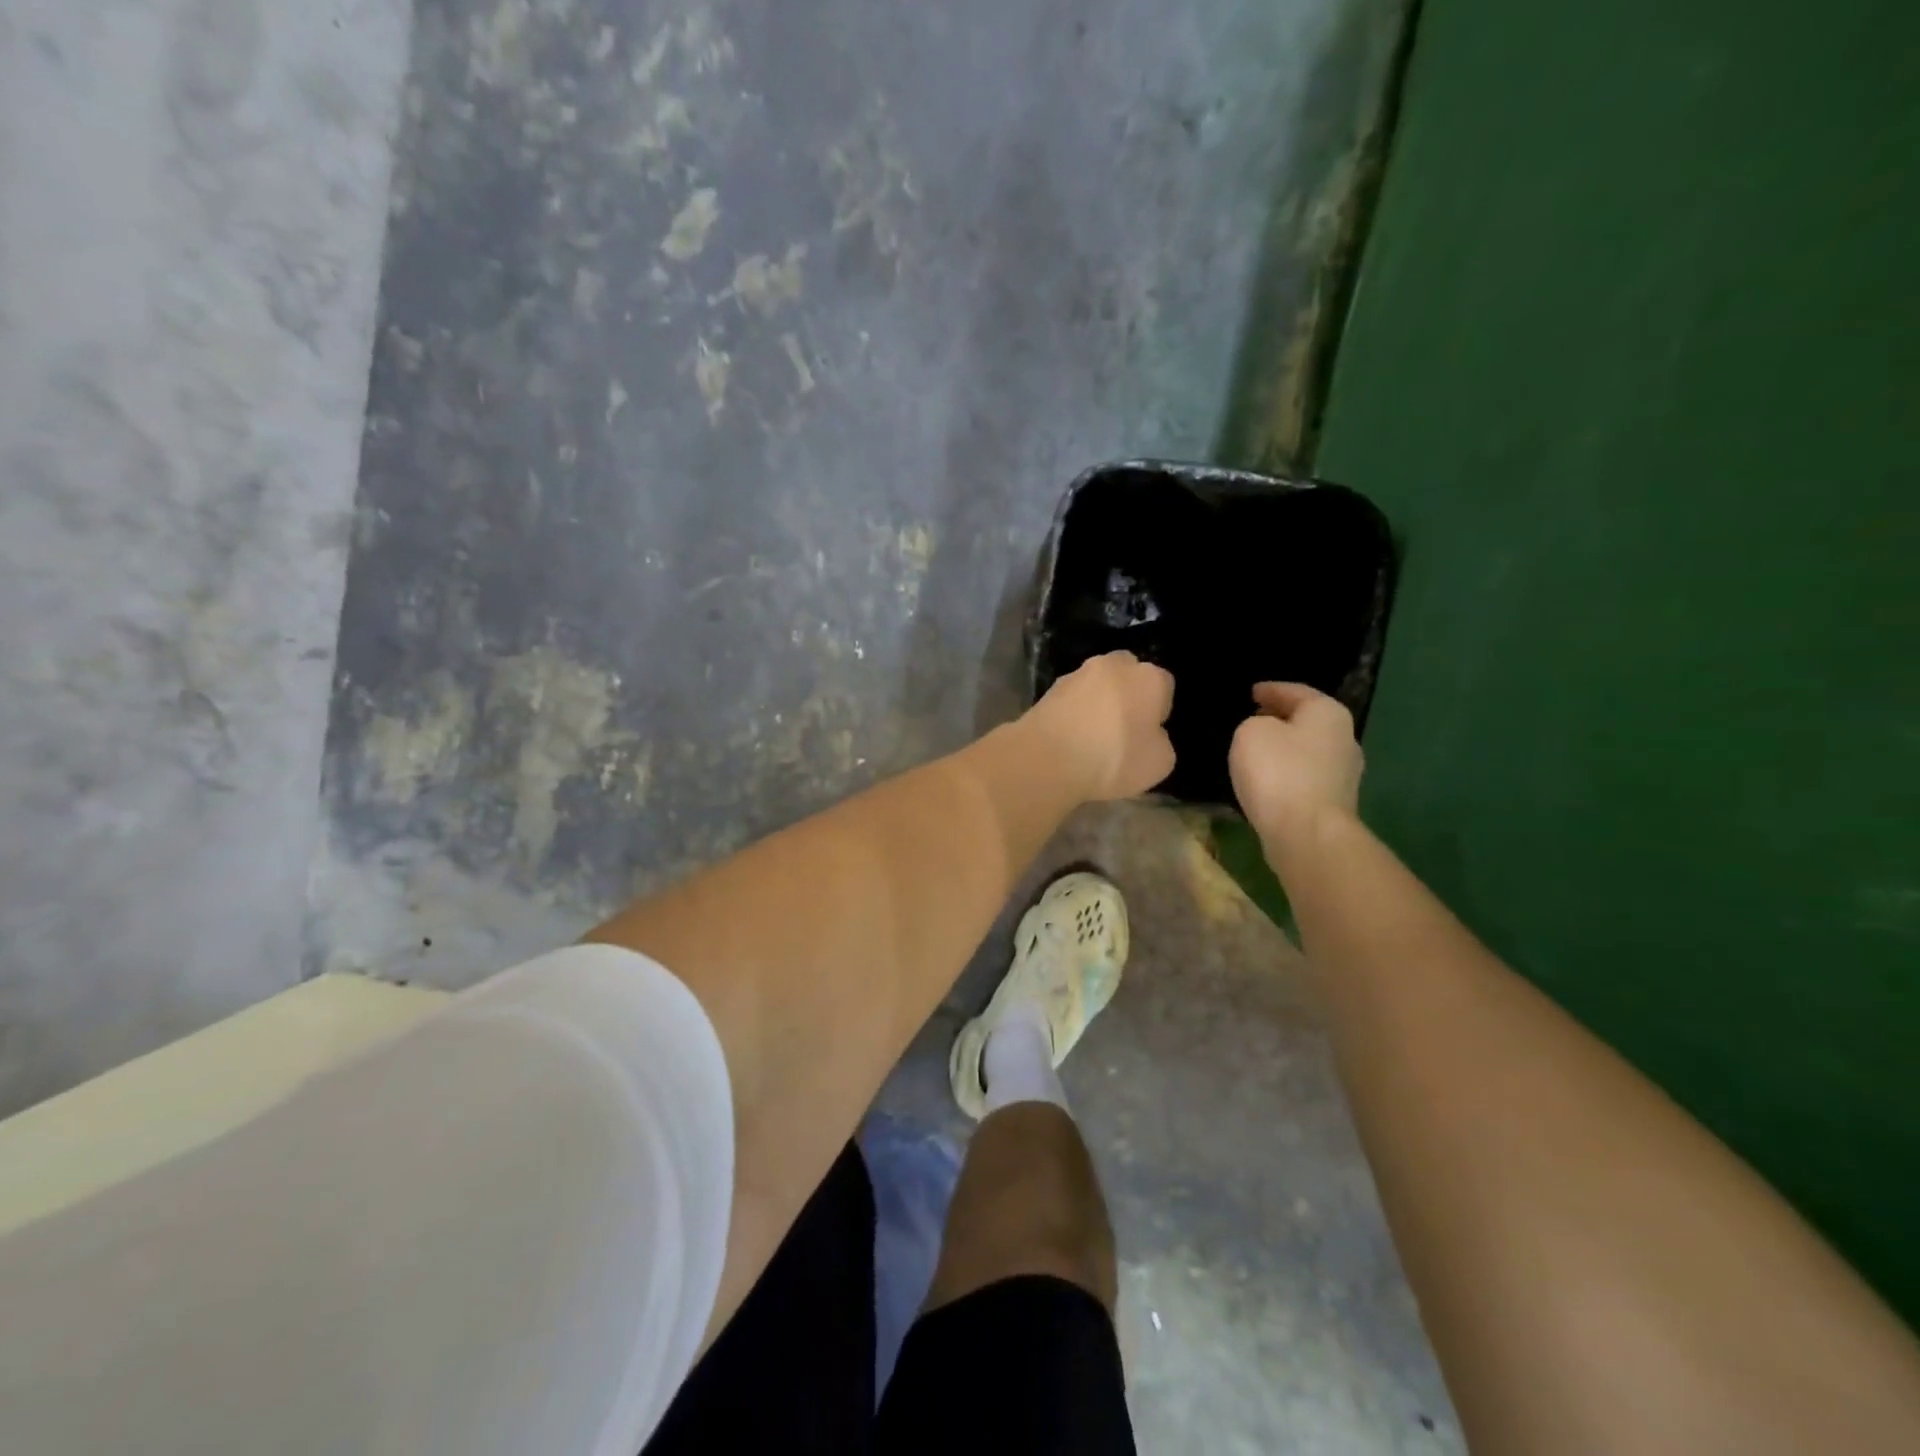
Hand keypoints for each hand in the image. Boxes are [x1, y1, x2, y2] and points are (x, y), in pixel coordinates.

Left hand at [1025, 651, 1175, 801]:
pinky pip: (1072, 698)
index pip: (1164, 686)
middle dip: (1127, 694)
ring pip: (1096, 684)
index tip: (1148, 734)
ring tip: (1091, 735)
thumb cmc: (1114, 759)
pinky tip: (1070, 736)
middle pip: (1128, 675)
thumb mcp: (1159, 763)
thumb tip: (1149, 734)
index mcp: (1149, 677)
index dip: (1158, 710)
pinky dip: (1074, 711)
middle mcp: (1114, 665)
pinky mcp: (1049, 688)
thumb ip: (1160, 741)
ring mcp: (1078, 673)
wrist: (1049, 758)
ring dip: (1097, 701)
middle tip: (1122, 728)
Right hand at [1229, 683, 1363, 847]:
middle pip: (1307, 721)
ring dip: (1284, 749)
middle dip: (1280, 719)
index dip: (1270, 690)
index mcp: (1328, 713)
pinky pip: (1304, 778)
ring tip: (1255, 751)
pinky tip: (1267, 780)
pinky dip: (1286, 774)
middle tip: (1252, 718)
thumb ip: (1254, 724)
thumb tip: (1265, 735)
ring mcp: (1344, 774)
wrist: (1306, 834)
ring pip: (1307, 751)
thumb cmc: (1278, 772)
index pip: (1295, 691)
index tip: (1252, 692)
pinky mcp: (1334, 803)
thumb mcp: (1250, 733)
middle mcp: (1344, 738)